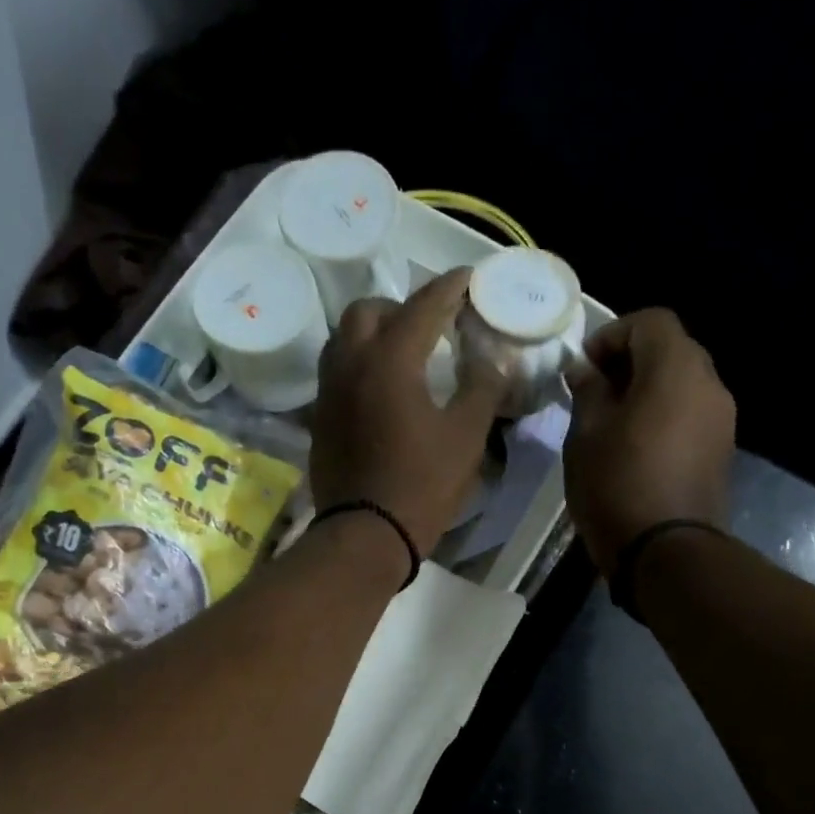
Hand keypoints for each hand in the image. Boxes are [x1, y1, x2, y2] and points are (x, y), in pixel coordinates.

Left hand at [312, 269, 510, 554]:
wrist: (366, 535)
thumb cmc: (422, 485)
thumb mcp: (466, 437)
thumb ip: (482, 388)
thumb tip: (494, 360)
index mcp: (391, 360)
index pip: (423, 306)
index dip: (449, 289)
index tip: (467, 278)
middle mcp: (351, 363)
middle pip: (369, 310)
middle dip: (401, 307)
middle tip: (430, 325)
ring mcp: (329, 392)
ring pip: (344, 338)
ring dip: (373, 332)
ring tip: (401, 352)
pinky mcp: (320, 419)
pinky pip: (336, 372)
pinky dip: (358, 364)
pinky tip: (379, 388)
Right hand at [564, 308, 736, 575]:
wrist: (666, 553)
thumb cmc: (617, 486)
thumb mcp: (586, 436)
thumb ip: (588, 392)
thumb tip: (586, 369)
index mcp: (675, 368)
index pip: (650, 321)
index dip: (613, 334)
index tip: (584, 367)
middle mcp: (709, 383)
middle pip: (671, 349)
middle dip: (631, 361)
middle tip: (596, 392)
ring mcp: (722, 419)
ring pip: (683, 383)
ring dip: (649, 390)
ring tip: (614, 422)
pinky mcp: (722, 450)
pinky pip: (691, 414)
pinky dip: (666, 415)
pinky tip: (638, 447)